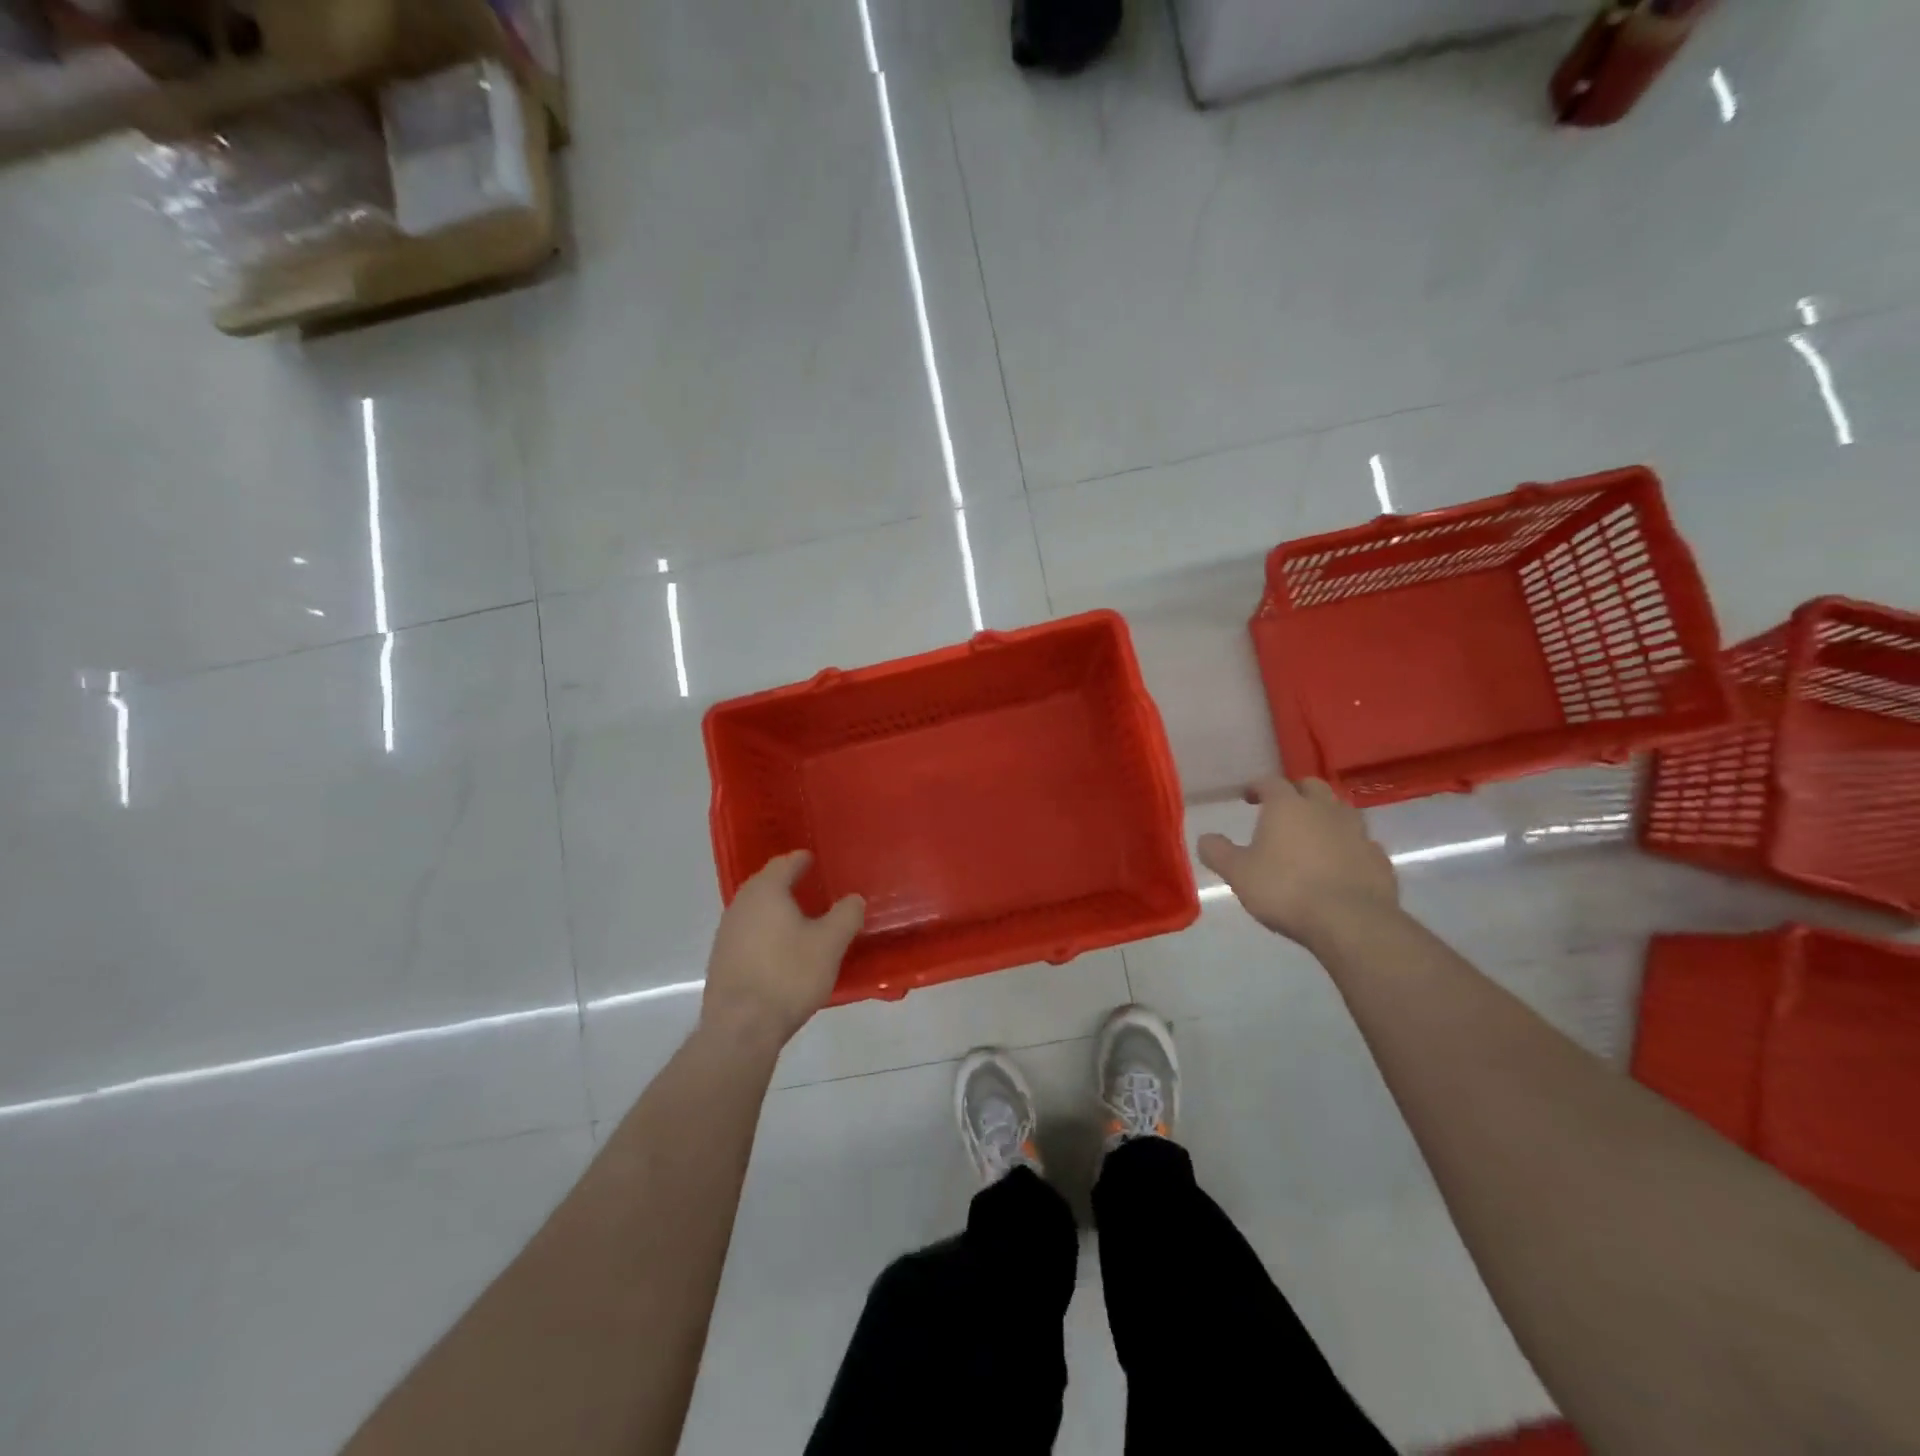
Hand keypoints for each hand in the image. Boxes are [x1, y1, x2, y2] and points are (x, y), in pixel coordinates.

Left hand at [702, 850, 864, 1048]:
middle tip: (807, 883)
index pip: (784, 864)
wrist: (741, 1028)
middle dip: (785, 881)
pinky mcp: (721, 960)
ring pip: (754, 910)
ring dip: (773, 908)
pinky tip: (779, 948)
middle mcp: (740, 905)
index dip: (800, 860)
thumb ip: (846, 915)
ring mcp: (726, 934)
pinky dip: (764, 931)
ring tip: (796, 916)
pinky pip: (747, 933)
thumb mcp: (830, 944)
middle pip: (764, 884)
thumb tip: (854, 899)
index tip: (811, 858)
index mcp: (766, 892)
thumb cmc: (789, 975)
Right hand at [1197, 776, 1397, 947]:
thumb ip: (1218, 852)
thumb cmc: (1285, 889)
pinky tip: (1341, 863)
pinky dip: (1349, 846)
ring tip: (1313, 834)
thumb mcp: (1238, 873)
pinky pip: (1362, 843)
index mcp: (1287, 806)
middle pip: (1312, 786)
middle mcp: (1325, 809)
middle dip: (1296, 792)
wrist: (1350, 922)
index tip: (1247, 796)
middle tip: (1283, 808)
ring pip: (1342, 811)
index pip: (1270, 782)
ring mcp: (1357, 832)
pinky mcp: (1379, 859)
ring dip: (1326, 816)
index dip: (1257, 786)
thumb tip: (1205, 838)